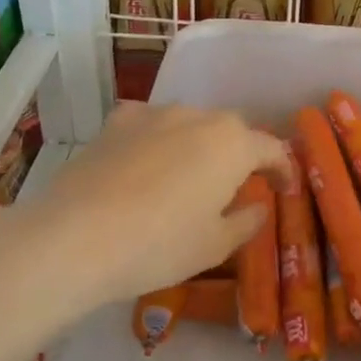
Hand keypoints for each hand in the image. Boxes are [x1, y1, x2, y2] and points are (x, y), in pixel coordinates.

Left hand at [35, 102, 289, 308]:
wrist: (75, 237)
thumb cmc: (160, 245)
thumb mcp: (215, 245)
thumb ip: (246, 221)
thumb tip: (258, 206)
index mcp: (232, 143)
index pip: (271, 148)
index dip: (282, 169)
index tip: (284, 189)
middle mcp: (196, 116)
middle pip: (230, 131)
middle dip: (239, 155)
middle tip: (237, 186)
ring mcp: (151, 114)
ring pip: (188, 125)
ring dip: (197, 146)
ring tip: (189, 178)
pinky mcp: (114, 123)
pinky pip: (149, 126)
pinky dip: (157, 142)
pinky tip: (146, 165)